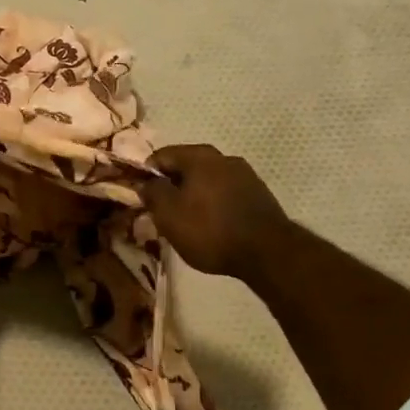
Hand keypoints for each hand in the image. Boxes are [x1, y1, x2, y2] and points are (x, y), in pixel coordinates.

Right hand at [135, 144, 291, 279]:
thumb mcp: (168, 214)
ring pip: (207, 181)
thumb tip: (146, 182)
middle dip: (172, 186)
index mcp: (199, 156)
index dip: (146, 175)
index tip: (142, 198)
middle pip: (186, 167)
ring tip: (188, 222)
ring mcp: (245, 175)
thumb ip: (152, 192)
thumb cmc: (210, 230)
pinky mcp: (259, 195)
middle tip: (163, 212)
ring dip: (194, 196)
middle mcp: (223, 157)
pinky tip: (212, 226)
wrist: (267, 253)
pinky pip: (225, 194)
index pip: (161, 156)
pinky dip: (213, 204)